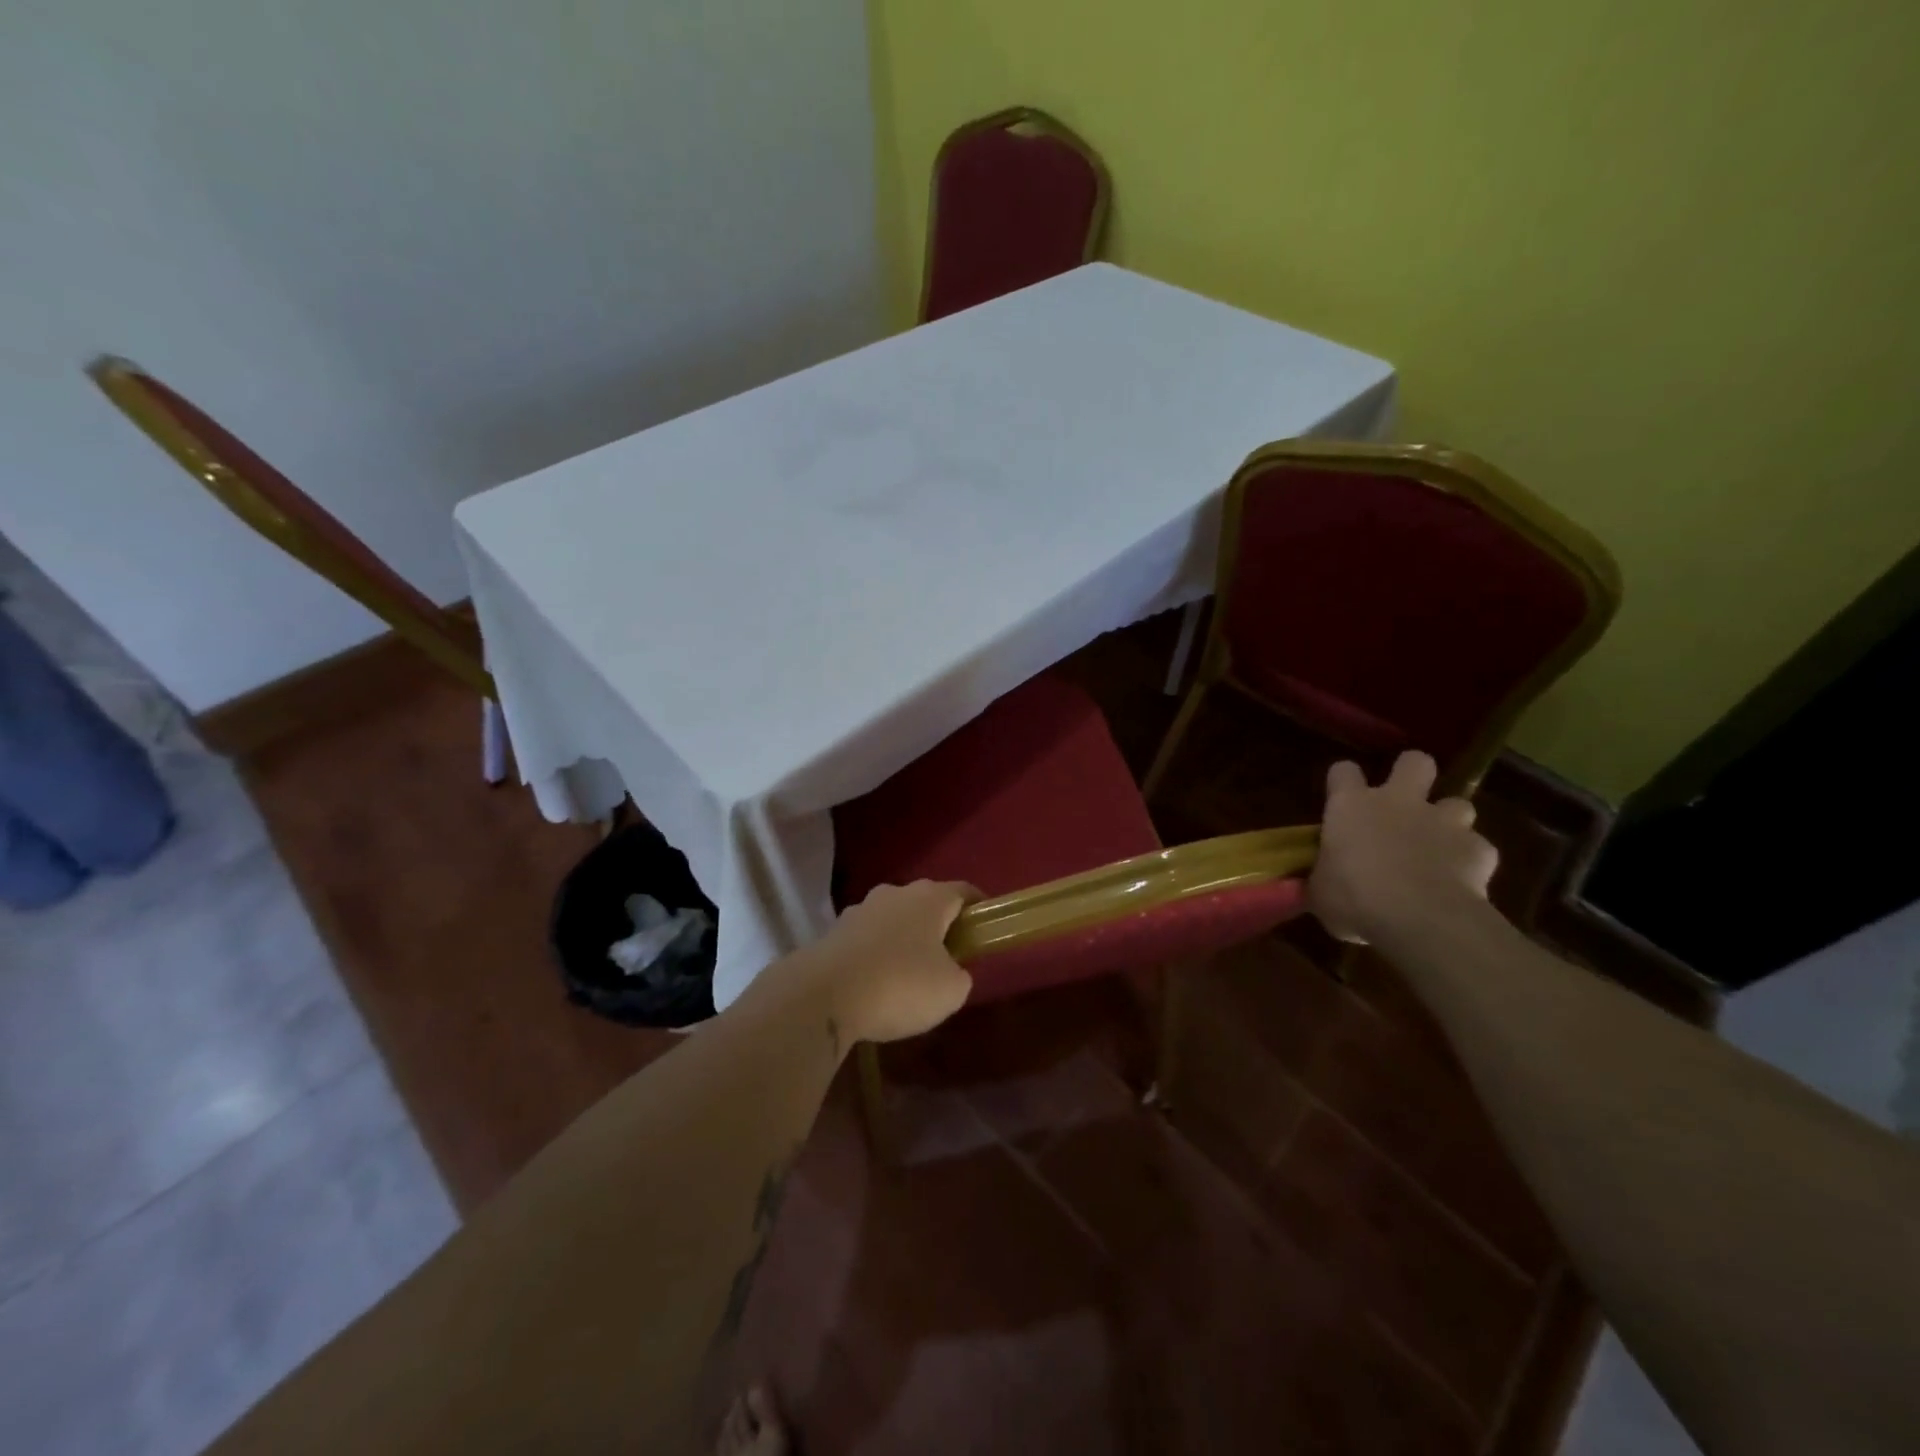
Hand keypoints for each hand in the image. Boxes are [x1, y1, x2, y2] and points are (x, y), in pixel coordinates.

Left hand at [805, 881, 975, 1043]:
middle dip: (939, 926)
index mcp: (929, 898)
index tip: (986, 927)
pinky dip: (877, 955)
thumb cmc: (900, 985)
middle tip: (949, 958)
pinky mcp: (834, 932)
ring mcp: (860, 910)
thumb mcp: (950, 991)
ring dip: (904, 940)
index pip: (963, 891)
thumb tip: (952, 970)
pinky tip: (876, 984)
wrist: (822, 995)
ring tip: (909, 976)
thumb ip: (960, 975)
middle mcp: (895, 893)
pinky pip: (867, 939)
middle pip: (926, 903)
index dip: (979, 907)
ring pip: (894, 919)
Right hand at [1310, 752, 1497, 943]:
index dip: (1343, 780)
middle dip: (1412, 774)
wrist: (1420, 919)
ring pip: (1457, 803)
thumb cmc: (1354, 899)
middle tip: (1404, 799)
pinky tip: (1461, 881)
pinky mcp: (1479, 849)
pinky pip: (1477, 847)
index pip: (1343, 771)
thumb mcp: (1320, 891)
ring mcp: (1443, 822)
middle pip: (1414, 762)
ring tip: (1439, 846)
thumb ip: (1324, 876)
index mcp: (1351, 806)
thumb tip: (1323, 880)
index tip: (1341, 796)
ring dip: (1448, 821)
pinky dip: (1469, 861)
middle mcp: (1399, 802)